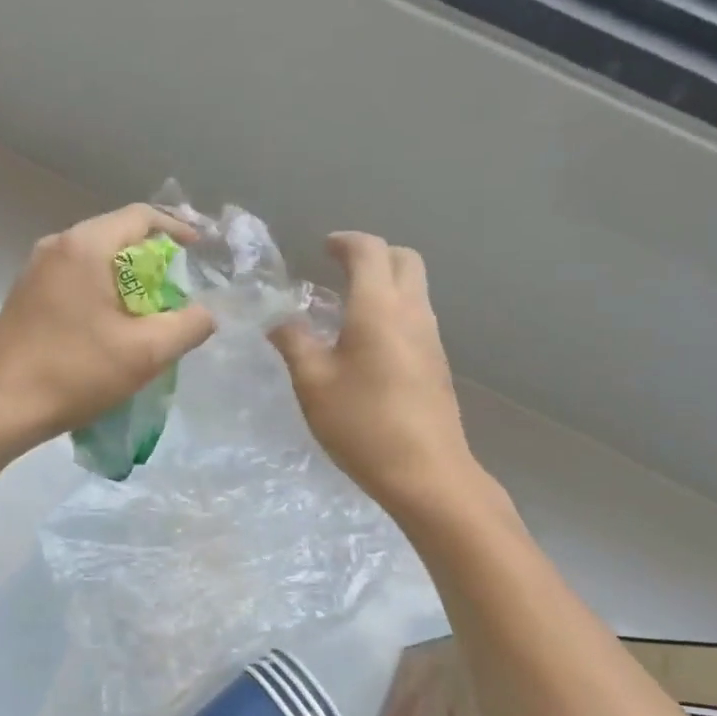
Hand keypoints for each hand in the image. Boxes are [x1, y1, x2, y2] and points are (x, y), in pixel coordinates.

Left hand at [0, 204, 215, 449]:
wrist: (3, 408)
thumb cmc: (76, 373)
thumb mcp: (146, 353)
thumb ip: (188, 325)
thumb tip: (205, 313)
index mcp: (84, 247)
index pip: (141, 216)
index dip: (177, 229)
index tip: (199, 252)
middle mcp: (56, 245)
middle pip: (116, 234)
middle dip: (152, 257)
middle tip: (178, 287)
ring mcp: (34, 268)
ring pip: (93, 256)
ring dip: (125, 275)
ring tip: (148, 308)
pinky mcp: (24, 293)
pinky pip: (73, 276)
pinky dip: (99, 287)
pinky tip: (109, 322)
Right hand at [271, 233, 485, 515]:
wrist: (426, 473)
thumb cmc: (362, 423)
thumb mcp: (313, 383)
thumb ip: (294, 343)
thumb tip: (279, 321)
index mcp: (379, 307)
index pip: (369, 251)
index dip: (345, 242)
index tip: (323, 249)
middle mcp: (412, 312)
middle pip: (404, 260)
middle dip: (373, 254)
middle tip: (339, 271)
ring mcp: (431, 338)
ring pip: (414, 288)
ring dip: (385, 283)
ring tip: (346, 308)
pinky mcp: (437, 363)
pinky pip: (416, 317)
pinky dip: (392, 310)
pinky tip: (366, 344)